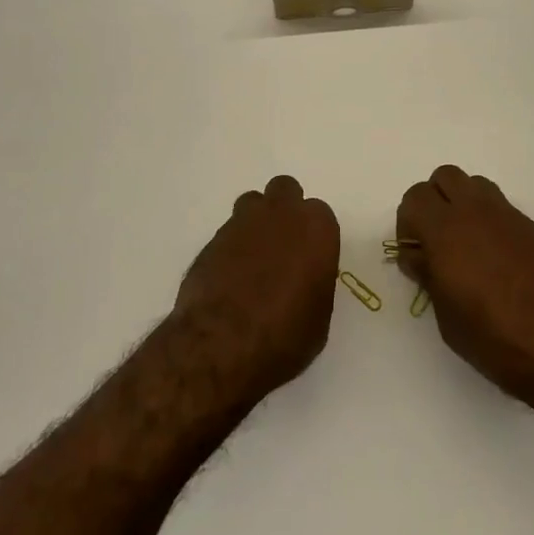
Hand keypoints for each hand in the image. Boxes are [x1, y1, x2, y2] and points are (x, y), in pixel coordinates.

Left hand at [174, 176, 340, 403]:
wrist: (222, 343)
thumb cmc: (285, 335)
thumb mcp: (318, 319)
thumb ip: (315, 284)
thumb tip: (303, 282)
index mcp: (316, 227)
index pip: (320, 215)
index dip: (315, 237)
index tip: (311, 260)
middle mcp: (280, 213)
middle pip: (285, 191)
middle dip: (285, 211)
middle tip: (284, 246)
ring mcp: (242, 222)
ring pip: (253, 203)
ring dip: (257, 222)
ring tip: (255, 259)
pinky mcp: (212, 238)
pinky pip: (229, 232)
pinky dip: (233, 247)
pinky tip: (231, 276)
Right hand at [397, 165, 533, 415]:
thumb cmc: (497, 341)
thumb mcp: (447, 318)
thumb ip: (429, 277)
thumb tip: (419, 256)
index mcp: (446, 231)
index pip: (415, 198)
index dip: (408, 222)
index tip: (416, 253)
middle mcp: (476, 212)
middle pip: (444, 177)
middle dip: (434, 202)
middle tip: (437, 240)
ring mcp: (509, 216)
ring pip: (476, 185)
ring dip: (464, 204)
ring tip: (468, 245)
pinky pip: (503, 209)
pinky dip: (492, 223)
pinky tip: (500, 261)